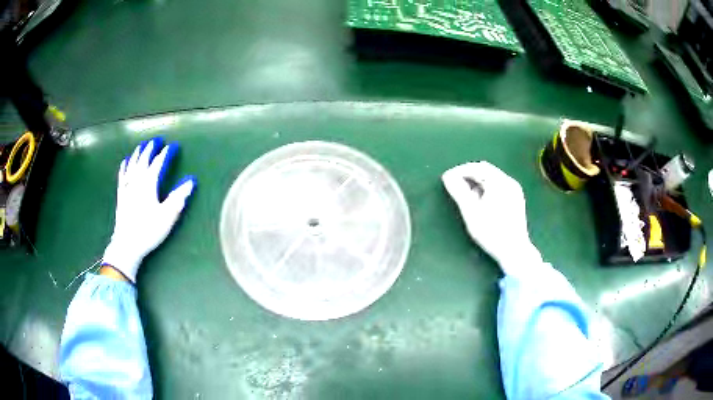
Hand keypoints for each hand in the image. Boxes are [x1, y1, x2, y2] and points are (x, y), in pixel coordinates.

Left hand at [102, 138, 195, 281]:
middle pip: (143, 159)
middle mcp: (137, 181)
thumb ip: (178, 197)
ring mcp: (127, 187)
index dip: (166, 153)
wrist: (127, 245)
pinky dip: (124, 166)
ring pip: (132, 164)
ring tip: (141, 146)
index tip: (173, 146)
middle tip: (156, 140)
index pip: (159, 163)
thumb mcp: (167, 216)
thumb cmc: (148, 230)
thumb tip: (190, 181)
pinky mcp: (120, 195)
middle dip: (150, 149)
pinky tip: (125, 162)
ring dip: (137, 154)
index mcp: (149, 183)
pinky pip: (122, 176)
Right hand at [442, 162, 540, 273]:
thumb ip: (458, 192)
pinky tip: (481, 201)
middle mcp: (509, 182)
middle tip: (455, 185)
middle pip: (486, 170)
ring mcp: (515, 190)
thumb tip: (447, 177)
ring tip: (466, 195)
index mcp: (500, 182)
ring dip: (478, 182)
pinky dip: (487, 188)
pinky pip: (499, 186)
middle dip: (469, 175)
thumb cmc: (491, 232)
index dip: (460, 171)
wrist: (513, 250)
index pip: (477, 167)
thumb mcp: (471, 212)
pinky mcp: (516, 199)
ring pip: (492, 178)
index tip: (447, 178)